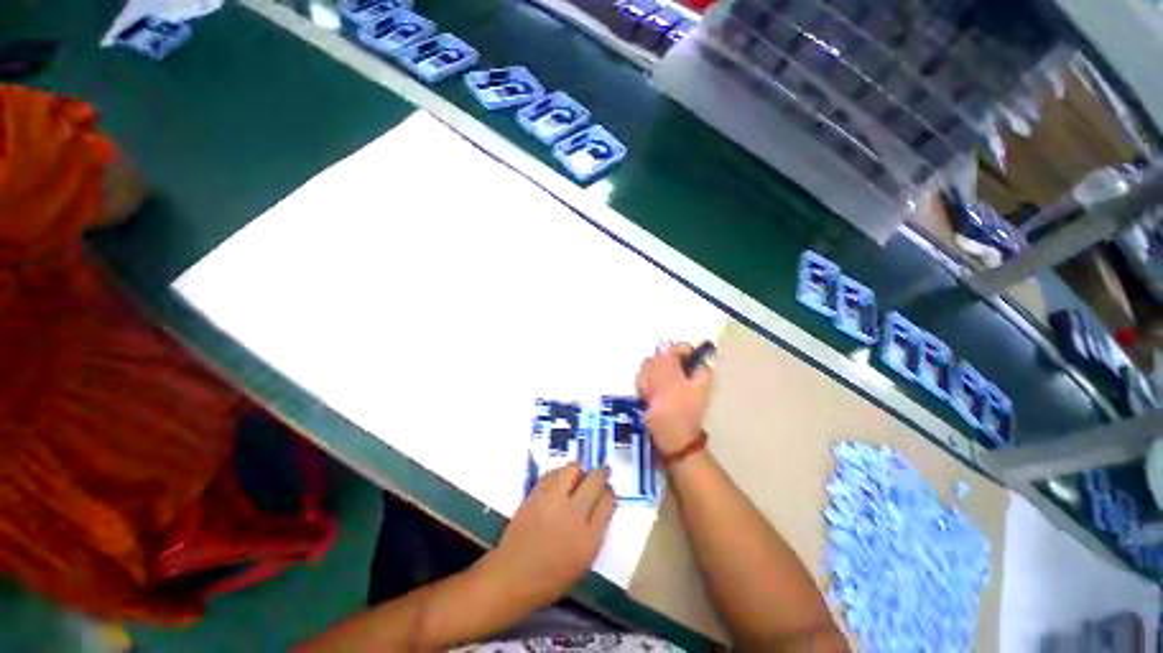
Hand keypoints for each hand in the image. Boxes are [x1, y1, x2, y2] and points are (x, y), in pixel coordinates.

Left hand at [484, 464, 614, 608]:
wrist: (512, 577)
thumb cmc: (550, 578)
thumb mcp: (583, 561)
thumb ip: (594, 531)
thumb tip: (599, 506)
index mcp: (589, 537)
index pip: (608, 501)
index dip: (610, 492)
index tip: (607, 491)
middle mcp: (574, 514)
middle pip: (595, 480)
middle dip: (601, 473)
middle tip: (601, 473)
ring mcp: (553, 501)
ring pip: (573, 468)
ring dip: (579, 471)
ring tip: (577, 477)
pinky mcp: (535, 494)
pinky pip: (552, 473)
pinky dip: (558, 474)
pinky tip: (558, 482)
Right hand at [636, 341, 712, 454]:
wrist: (670, 445)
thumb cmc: (675, 416)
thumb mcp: (672, 388)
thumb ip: (666, 363)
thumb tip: (662, 343)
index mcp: (697, 371)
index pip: (682, 348)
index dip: (669, 355)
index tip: (662, 367)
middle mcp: (684, 373)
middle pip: (662, 357)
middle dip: (654, 372)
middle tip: (655, 389)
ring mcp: (670, 382)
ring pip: (651, 367)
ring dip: (647, 381)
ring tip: (650, 398)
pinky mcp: (658, 390)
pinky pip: (646, 379)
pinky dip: (644, 389)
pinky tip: (646, 399)